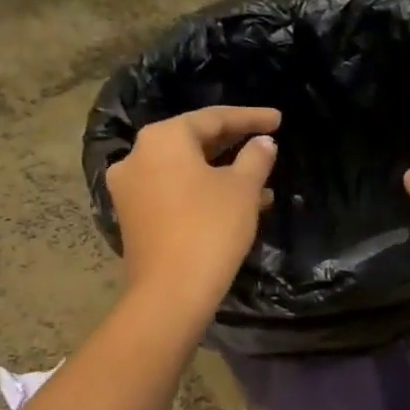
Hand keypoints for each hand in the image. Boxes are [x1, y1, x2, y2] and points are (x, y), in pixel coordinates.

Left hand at [105, 106, 279, 307]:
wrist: (172, 291)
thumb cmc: (211, 228)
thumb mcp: (243, 189)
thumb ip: (256, 158)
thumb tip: (263, 143)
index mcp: (163, 139)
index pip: (213, 118)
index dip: (250, 118)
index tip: (279, 120)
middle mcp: (138, 156)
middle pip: (193, 140)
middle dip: (233, 143)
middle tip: (265, 141)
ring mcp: (130, 188)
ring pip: (185, 169)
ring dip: (222, 171)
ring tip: (261, 180)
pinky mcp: (134, 216)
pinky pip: (174, 191)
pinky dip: (203, 191)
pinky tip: (237, 204)